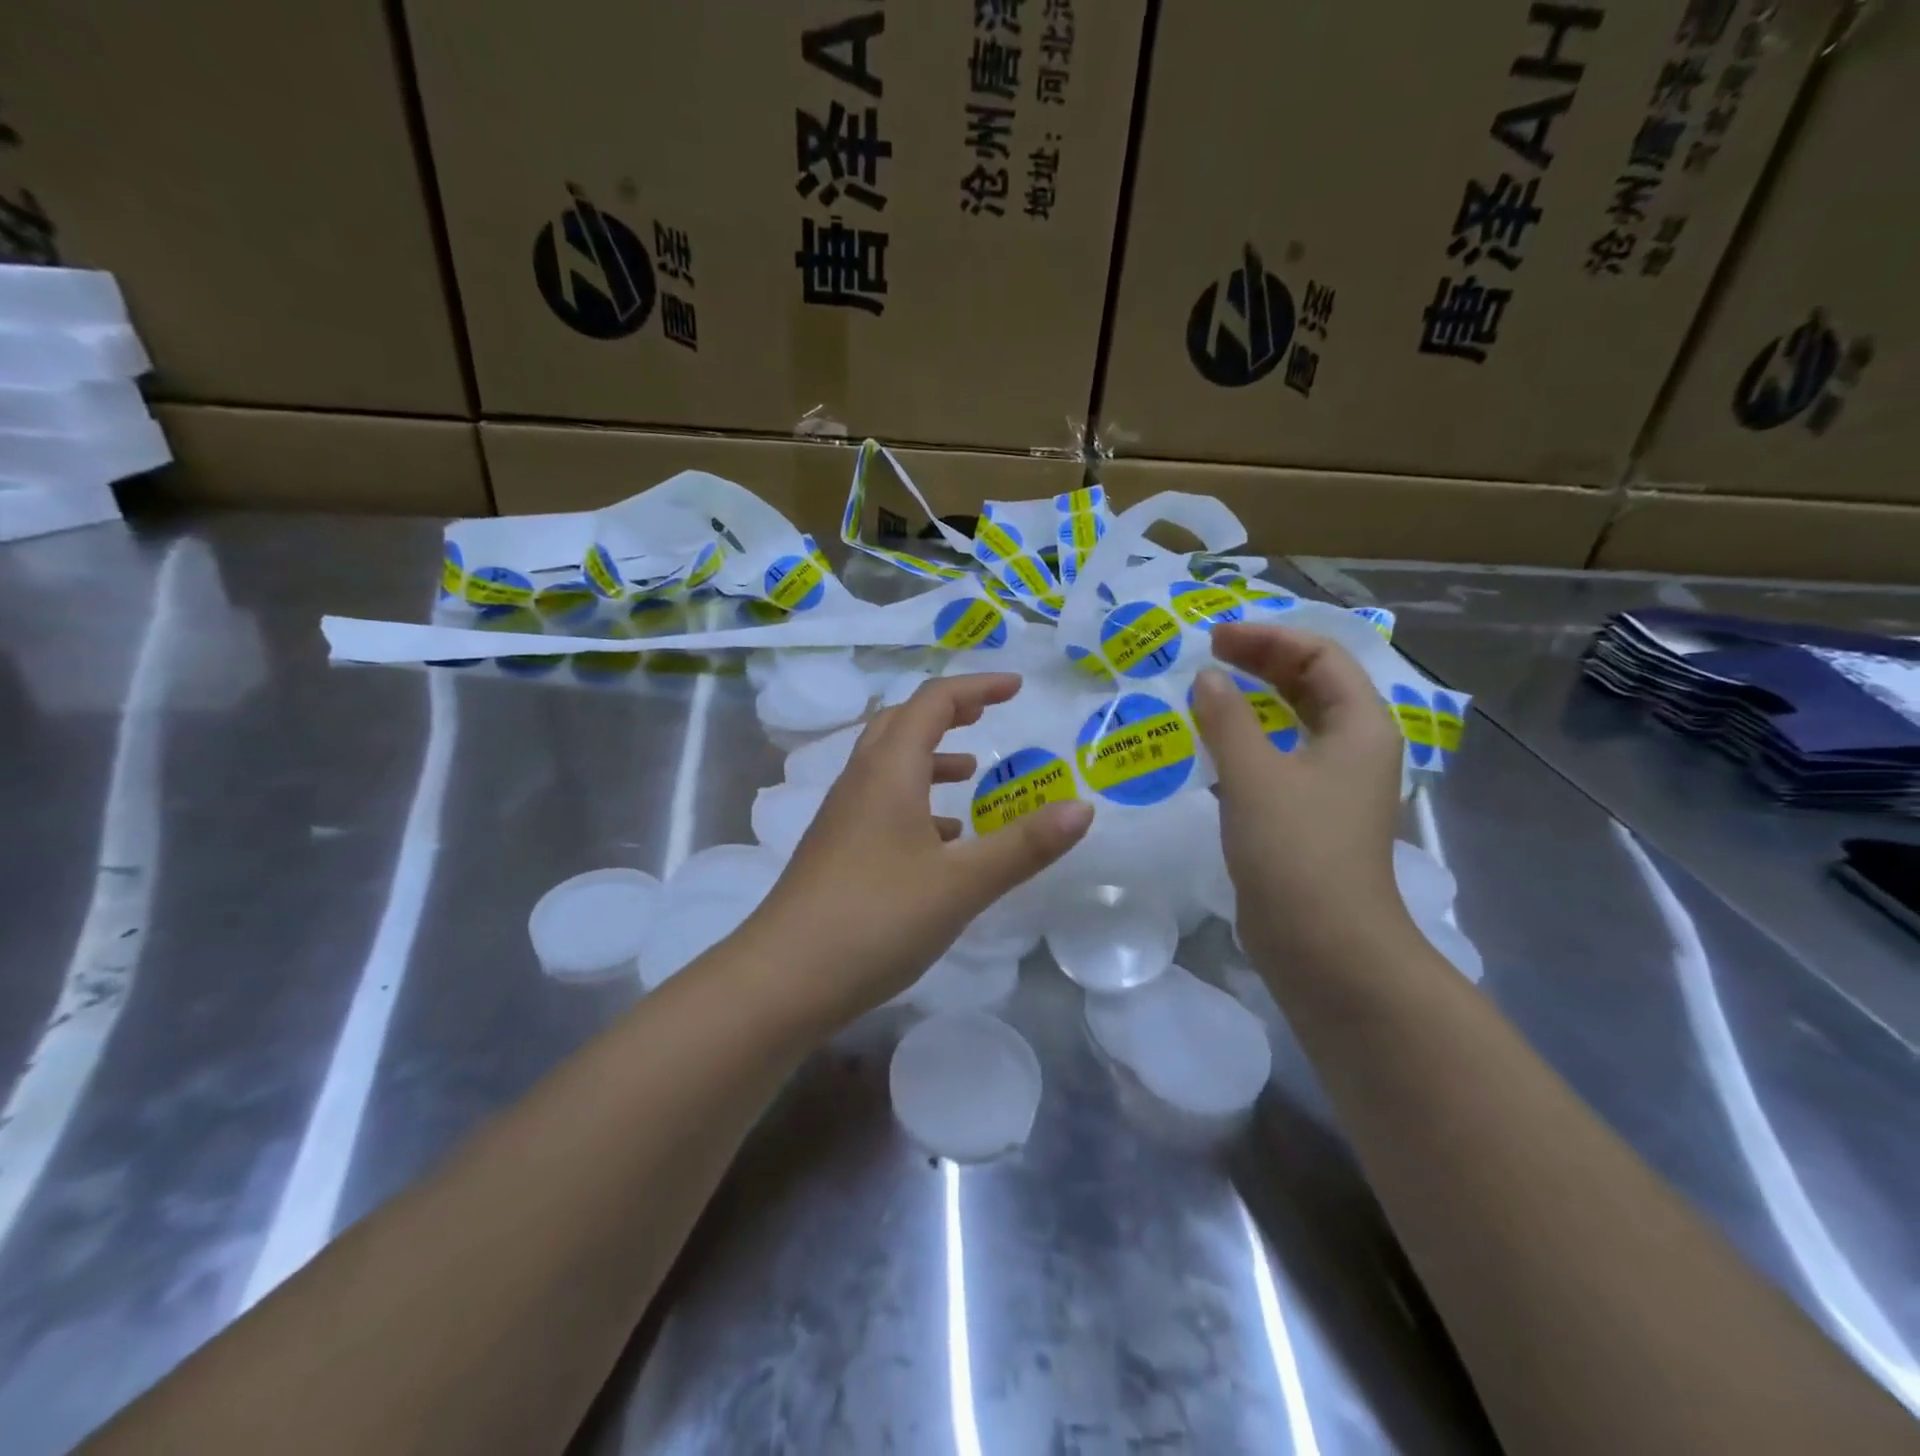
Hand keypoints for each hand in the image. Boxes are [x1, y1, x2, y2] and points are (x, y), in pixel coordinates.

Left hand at [751, 673, 1093, 1022]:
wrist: (782, 980)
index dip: (977, 687)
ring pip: (887, 766)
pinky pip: (880, 805)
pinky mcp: (835, 851)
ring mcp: (841, 818)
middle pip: (901, 723)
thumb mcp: (962, 884)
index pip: (933, 702)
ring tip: (969, 775)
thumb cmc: (876, 919)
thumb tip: (1083, 808)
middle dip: (947, 713)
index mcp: (888, 771)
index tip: (1016, 688)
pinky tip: (940, 841)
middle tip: (986, 716)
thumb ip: (1024, 846)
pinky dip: (915, 803)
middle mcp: (860, 782)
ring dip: (929, 758)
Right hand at [1190, 623, 1413, 971]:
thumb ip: (1227, 718)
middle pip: (1313, 684)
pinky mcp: (1310, 816)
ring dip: (1256, 701)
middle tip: (1208, 656)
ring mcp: (1334, 785)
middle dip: (1263, 662)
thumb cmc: (1295, 849)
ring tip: (1209, 691)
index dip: (1269, 639)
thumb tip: (1207, 678)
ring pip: (1297, 722)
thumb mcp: (1254, 774)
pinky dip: (1251, 740)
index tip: (1215, 640)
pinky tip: (1216, 745)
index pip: (1322, 656)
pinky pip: (1282, 757)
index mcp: (1361, 726)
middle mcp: (1355, 748)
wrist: (1323, 944)